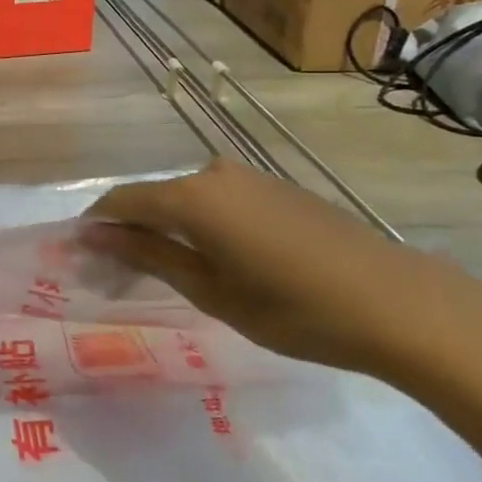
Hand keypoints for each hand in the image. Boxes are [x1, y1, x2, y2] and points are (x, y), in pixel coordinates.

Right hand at [83, 161, 456, 379]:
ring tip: (166, 271)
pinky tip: (215, 260)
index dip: (96, 225)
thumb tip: (93, 234)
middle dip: (130, 231)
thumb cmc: (293, 308)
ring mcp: (250, 178)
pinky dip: (202, 225)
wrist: (400, 304)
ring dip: (167, 229)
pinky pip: (220, 201)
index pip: (120, 200)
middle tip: (120, 274)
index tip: (80, 256)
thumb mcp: (210, 290)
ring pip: (187, 199)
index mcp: (191, 196)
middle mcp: (214, 173)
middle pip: (153, 197)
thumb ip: (148, 255)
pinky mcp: (278, 189)